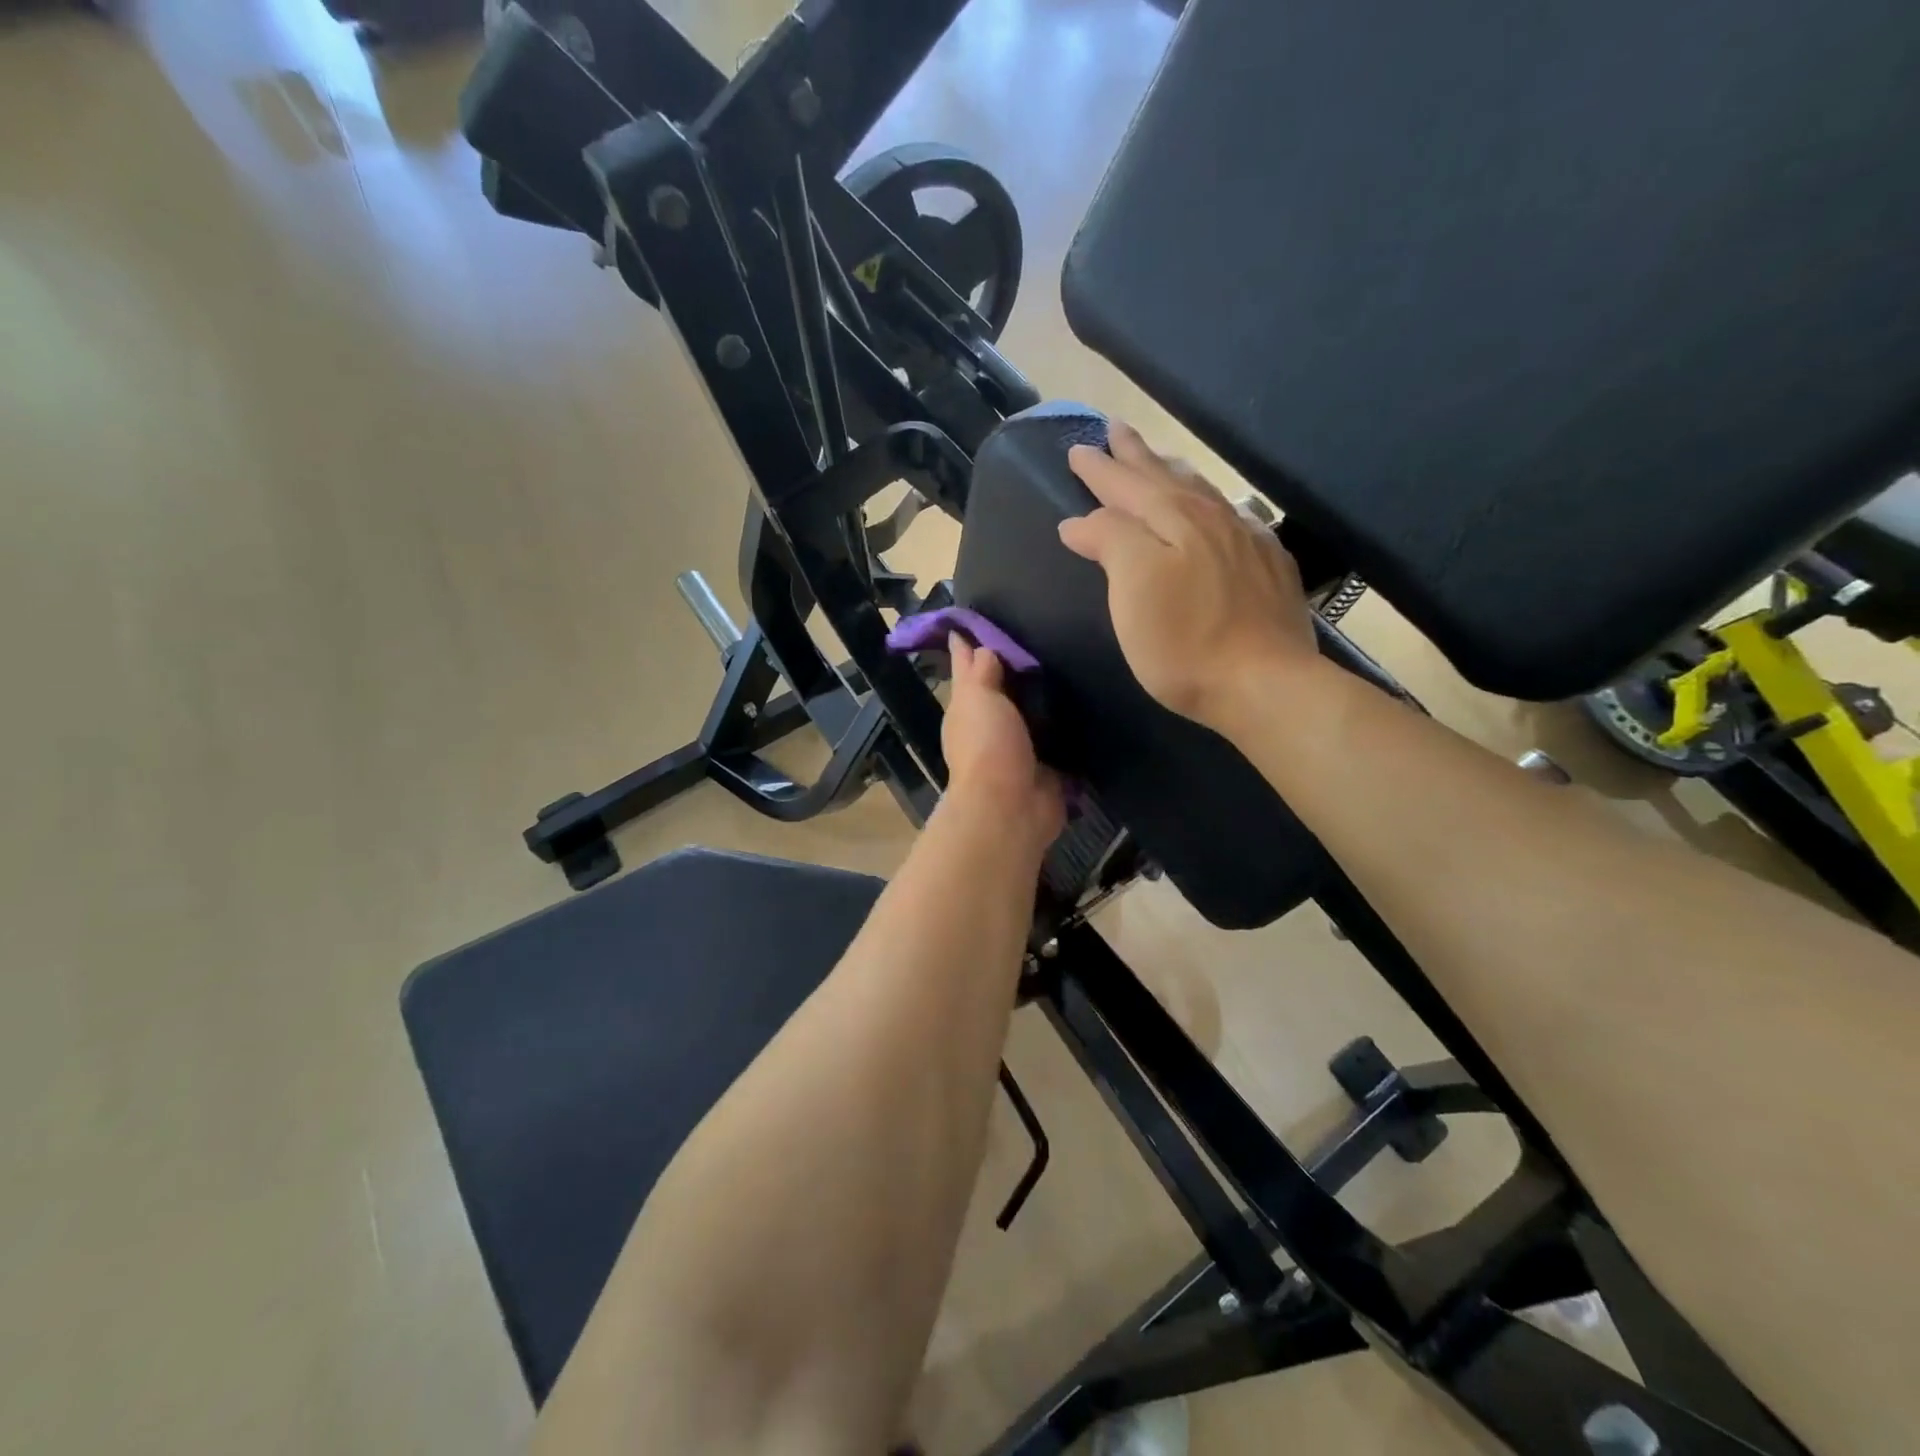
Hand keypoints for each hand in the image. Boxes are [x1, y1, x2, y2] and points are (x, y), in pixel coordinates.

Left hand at [941, 633, 1064, 848]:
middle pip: (1003, 691)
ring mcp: (1019, 750)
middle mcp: (990, 729)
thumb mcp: (976, 698)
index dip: (973, 647)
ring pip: (1031, 715)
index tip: (983, 619)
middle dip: (1017, 670)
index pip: (970, 669)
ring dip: (1043, 699)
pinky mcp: (1047, 768)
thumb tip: (975, 644)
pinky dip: (1067, 727)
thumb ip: (978, 671)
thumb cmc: (988, 745)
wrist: (1011, 806)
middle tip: (1043, 634)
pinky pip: (1058, 739)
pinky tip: (1086, 705)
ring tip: (1068, 664)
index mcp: (967, 710)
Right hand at [1059, 422, 1318, 734]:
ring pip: (1203, 493)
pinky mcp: (1271, 568)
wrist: (1266, 683)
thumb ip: (1110, 541)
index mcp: (1173, 520)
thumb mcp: (1132, 588)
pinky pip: (1236, 518)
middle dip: (1136, 456)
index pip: (1126, 485)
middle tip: (1116, 430)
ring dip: (1175, 473)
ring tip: (1160, 461)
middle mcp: (1212, 519)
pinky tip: (1221, 511)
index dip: (1100, 469)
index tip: (1077, 449)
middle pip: (1166, 478)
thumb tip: (1082, 520)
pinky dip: (1216, 505)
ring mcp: (1247, 541)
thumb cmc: (1184, 642)